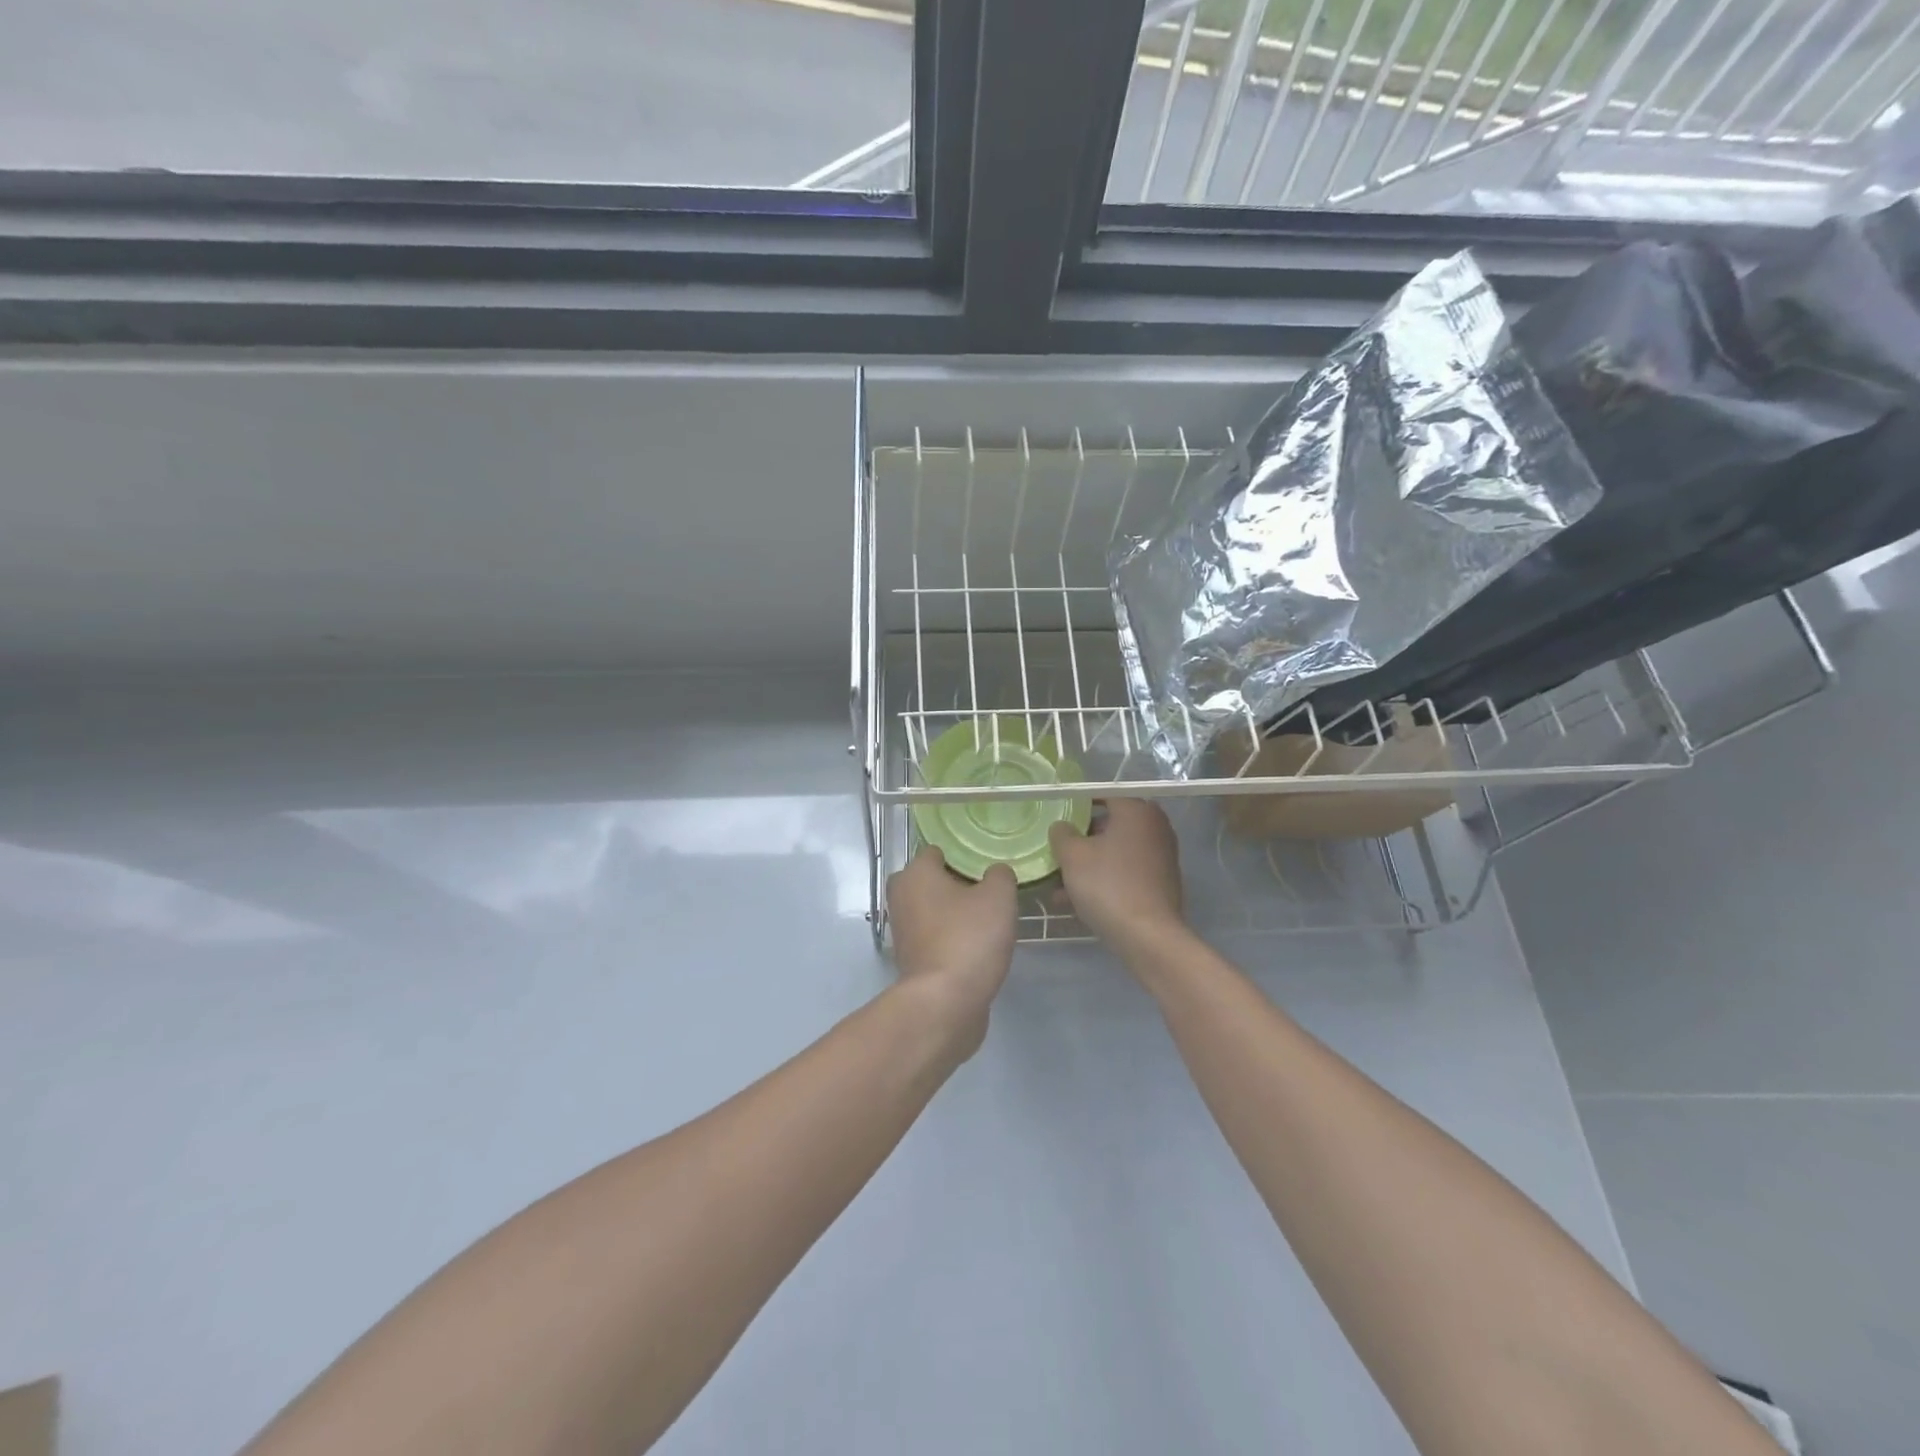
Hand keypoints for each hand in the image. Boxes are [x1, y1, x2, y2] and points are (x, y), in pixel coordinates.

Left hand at [886, 847, 1017, 1054]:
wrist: (945, 1003)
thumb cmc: (969, 938)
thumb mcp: (998, 896)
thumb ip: (1000, 875)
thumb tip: (995, 874)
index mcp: (915, 873)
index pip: (939, 852)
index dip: (965, 857)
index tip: (989, 868)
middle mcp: (901, 897)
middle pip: (935, 881)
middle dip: (961, 885)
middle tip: (992, 894)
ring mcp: (903, 931)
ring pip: (936, 910)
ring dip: (958, 914)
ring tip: (990, 921)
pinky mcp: (911, 959)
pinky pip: (937, 937)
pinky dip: (953, 938)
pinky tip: (978, 947)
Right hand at [1049, 798, 1185, 954]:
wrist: (1148, 936)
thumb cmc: (1108, 885)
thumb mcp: (1072, 856)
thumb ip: (1062, 833)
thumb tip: (1062, 827)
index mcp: (1136, 810)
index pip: (1102, 796)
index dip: (1075, 806)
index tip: (1055, 821)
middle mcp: (1154, 826)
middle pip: (1109, 825)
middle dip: (1080, 841)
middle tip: (1056, 854)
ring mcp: (1161, 855)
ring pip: (1115, 852)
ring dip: (1088, 864)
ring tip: (1058, 885)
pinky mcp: (1161, 882)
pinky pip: (1125, 872)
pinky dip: (1104, 880)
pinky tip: (1077, 901)